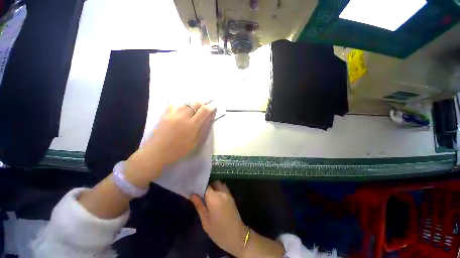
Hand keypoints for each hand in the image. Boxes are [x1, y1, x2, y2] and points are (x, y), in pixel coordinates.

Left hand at [126, 103, 215, 186]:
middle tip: (206, 104)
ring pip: (186, 102)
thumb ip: (202, 129)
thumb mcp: (195, 143)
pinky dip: (181, 105)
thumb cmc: (179, 150)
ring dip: (193, 103)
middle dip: (203, 102)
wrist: (157, 152)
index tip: (214, 107)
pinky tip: (182, 108)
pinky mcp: (165, 114)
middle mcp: (183, 116)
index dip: (210, 107)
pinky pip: (174, 105)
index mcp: (192, 125)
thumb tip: (208, 119)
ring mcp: (173, 114)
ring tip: (196, 105)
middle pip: (196, 103)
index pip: (204, 111)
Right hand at [191, 181, 247, 256]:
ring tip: (208, 197)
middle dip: (207, 186)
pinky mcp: (231, 196)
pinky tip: (215, 199)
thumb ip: (199, 205)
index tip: (194, 190)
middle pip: (213, 183)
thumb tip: (192, 194)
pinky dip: (218, 189)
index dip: (200, 186)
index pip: (206, 186)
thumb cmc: (218, 232)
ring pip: (219, 184)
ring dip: (213, 187)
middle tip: (201, 195)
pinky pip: (223, 188)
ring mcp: (228, 194)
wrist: (237, 236)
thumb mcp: (205, 221)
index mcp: (215, 198)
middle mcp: (222, 192)